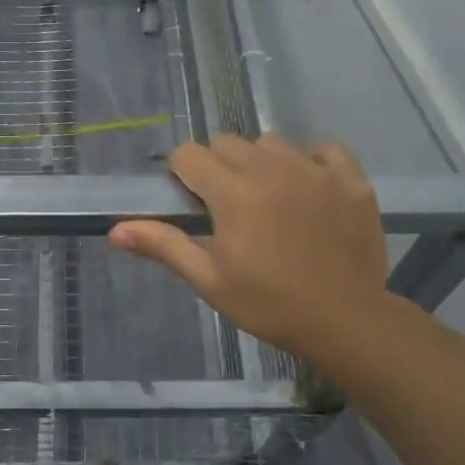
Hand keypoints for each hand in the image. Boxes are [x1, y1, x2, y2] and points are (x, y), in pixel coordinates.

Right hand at [109, 135, 397, 369]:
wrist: (346, 321)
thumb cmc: (268, 303)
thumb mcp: (209, 279)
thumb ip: (163, 245)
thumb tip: (114, 230)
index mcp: (232, 192)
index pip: (189, 154)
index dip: (183, 174)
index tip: (191, 201)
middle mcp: (271, 168)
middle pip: (228, 143)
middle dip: (218, 166)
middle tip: (228, 206)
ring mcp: (314, 170)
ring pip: (272, 143)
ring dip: (262, 162)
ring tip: (270, 198)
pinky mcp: (350, 179)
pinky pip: (324, 150)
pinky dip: (312, 163)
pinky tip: (311, 191)